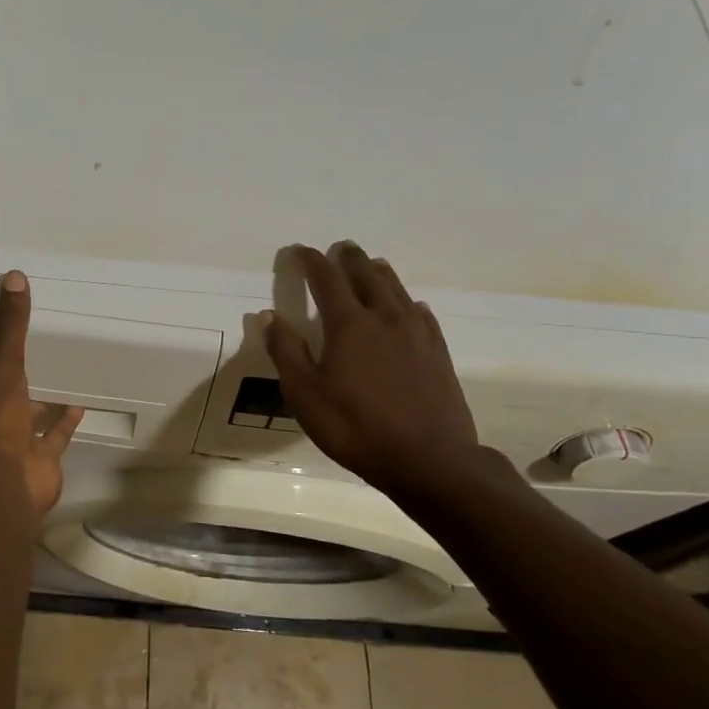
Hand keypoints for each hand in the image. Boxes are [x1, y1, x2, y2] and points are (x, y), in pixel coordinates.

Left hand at [0, 271, 83, 515]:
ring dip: (38, 408)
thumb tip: (14, 275)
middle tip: (19, 370)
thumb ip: (10, 327)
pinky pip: (54, 439)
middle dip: (5, 394)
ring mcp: (14, 448)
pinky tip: (79, 405)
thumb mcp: (2, 366)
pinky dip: (65, 424)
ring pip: (25, 424)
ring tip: (55, 382)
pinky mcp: (41, 462)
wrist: (9, 481)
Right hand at [263, 242, 486, 504]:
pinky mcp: (438, 353)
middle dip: (349, 259)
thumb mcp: (305, 394)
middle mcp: (384, 318)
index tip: (299, 251)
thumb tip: (269, 316)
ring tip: (371, 265)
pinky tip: (409, 307)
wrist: (429, 460)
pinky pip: (421, 314)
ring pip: (396, 289)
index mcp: (349, 324)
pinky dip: (407, 302)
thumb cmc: (355, 427)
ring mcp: (416, 334)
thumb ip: (287, 351)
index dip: (311, 261)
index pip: (326, 279)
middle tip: (340, 248)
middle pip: (366, 275)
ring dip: (379, 273)